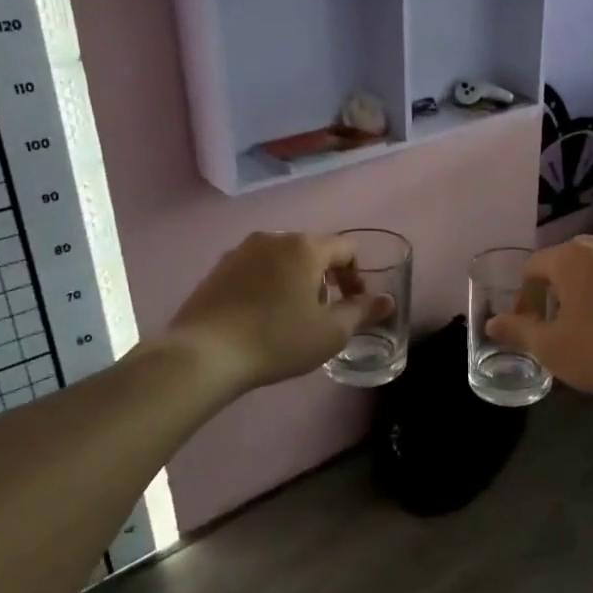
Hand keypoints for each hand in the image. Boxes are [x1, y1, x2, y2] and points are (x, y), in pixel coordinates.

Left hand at [169, 232, 389, 392]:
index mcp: (305, 247)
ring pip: (282, 259)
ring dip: (296, 280)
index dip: (357, 276)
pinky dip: (267, 285)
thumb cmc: (277, 340)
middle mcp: (273, 238)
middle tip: (325, 313)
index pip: (346, 248)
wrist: (204, 354)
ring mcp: (240, 251)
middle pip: (313, 250)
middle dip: (326, 277)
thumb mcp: (330, 333)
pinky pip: (255, 269)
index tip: (354, 305)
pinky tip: (261, 317)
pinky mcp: (217, 269)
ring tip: (292, 316)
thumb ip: (362, 312)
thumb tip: (387, 300)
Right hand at [485, 236, 592, 399]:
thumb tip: (491, 323)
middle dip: (552, 292)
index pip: (534, 267)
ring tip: (583, 328)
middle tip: (551, 325)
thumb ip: (518, 331)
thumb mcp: (551, 347)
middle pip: (564, 264)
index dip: (523, 298)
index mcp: (571, 257)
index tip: (526, 327)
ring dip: (581, 294)